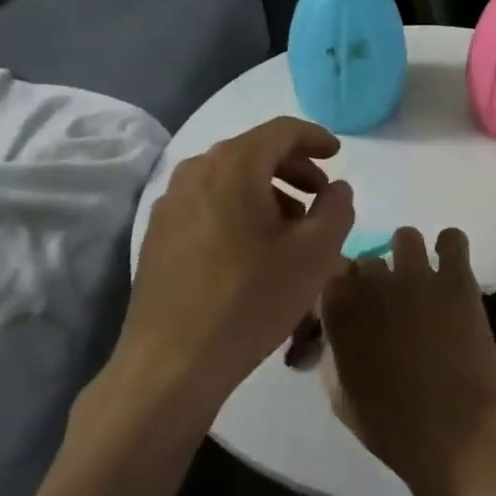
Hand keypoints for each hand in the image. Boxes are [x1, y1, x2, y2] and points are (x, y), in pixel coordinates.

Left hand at [116, 117, 354, 419]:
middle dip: (293, 168)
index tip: (337, 154)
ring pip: (229, 179)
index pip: (281, 130)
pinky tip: (253, 248)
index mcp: (234, 165)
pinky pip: (208, 203)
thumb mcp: (315, 254)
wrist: (171, 364)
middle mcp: (196, 171)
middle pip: (254, 151)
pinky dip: (238, 209)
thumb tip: (337, 188)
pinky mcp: (158, 234)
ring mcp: (170, 203)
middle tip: (320, 195)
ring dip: (267, 191)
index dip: (315, 137)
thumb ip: (336, 209)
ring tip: (292, 227)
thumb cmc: (251, 300)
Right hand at [321, 227, 495, 495]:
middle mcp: (373, 284)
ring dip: (409, 256)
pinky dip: (450, 248)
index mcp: (340, 314)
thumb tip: (335, 338)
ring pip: (406, 237)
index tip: (353, 304)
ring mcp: (416, 276)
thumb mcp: (342, 399)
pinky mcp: (456, 277)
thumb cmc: (393, 427)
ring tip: (422, 281)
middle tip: (392, 302)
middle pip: (368, 260)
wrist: (455, 432)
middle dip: (377, 278)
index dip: (343, 289)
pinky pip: (452, 239)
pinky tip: (452, 269)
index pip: (331, 276)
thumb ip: (333, 356)